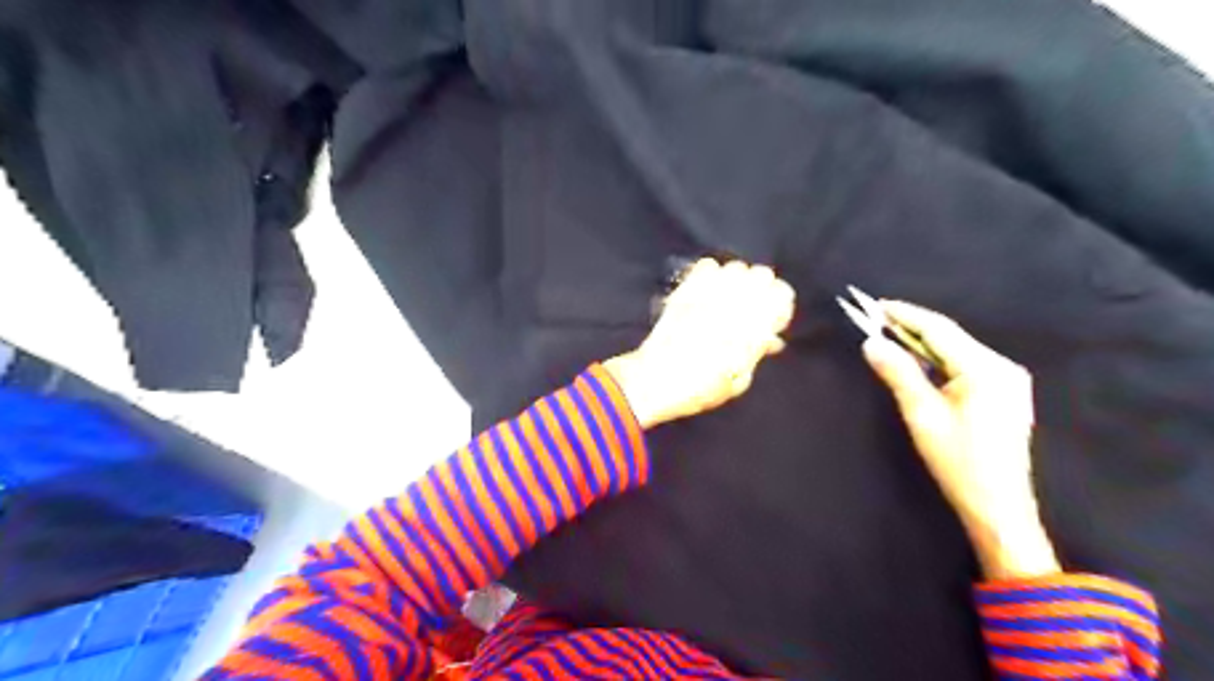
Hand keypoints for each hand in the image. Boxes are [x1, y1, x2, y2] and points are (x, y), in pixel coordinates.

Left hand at [599, 259, 793, 426]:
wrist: (655, 379)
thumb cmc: (700, 388)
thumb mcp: (738, 379)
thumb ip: (756, 352)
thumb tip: (769, 338)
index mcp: (752, 325)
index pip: (782, 293)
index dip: (781, 305)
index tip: (773, 320)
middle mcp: (734, 302)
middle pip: (762, 274)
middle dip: (762, 290)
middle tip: (753, 308)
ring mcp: (707, 293)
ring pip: (737, 267)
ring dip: (739, 281)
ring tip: (732, 299)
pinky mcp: (686, 290)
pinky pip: (708, 266)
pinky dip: (713, 274)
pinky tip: (710, 291)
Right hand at [867, 300, 1059, 576]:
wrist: (998, 506)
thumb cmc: (958, 461)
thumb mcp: (922, 415)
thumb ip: (898, 373)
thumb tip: (871, 342)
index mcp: (986, 369)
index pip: (939, 329)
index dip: (906, 314)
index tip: (875, 305)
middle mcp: (1002, 367)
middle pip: (950, 337)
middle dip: (912, 327)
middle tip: (876, 320)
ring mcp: (1007, 380)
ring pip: (957, 350)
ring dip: (923, 343)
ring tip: (890, 336)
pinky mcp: (1003, 393)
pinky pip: (965, 365)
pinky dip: (937, 360)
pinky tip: (918, 362)